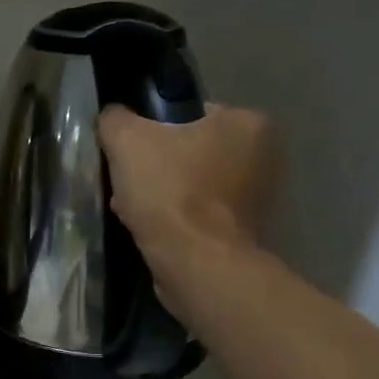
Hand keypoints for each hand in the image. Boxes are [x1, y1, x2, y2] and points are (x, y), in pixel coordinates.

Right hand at [97, 104, 278, 272]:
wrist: (196, 263)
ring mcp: (258, 199)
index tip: (131, 154)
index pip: (191, 115)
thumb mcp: (127, 140)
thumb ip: (115, 119)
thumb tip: (113, 117)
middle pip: (190, 151)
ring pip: (192, 185)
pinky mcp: (244, 233)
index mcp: (248, 123)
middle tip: (127, 183)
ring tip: (132, 209)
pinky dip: (175, 219)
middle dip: (156, 167)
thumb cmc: (170, 191)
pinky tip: (149, 230)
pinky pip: (199, 215)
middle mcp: (265, 157)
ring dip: (161, 195)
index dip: (153, 131)